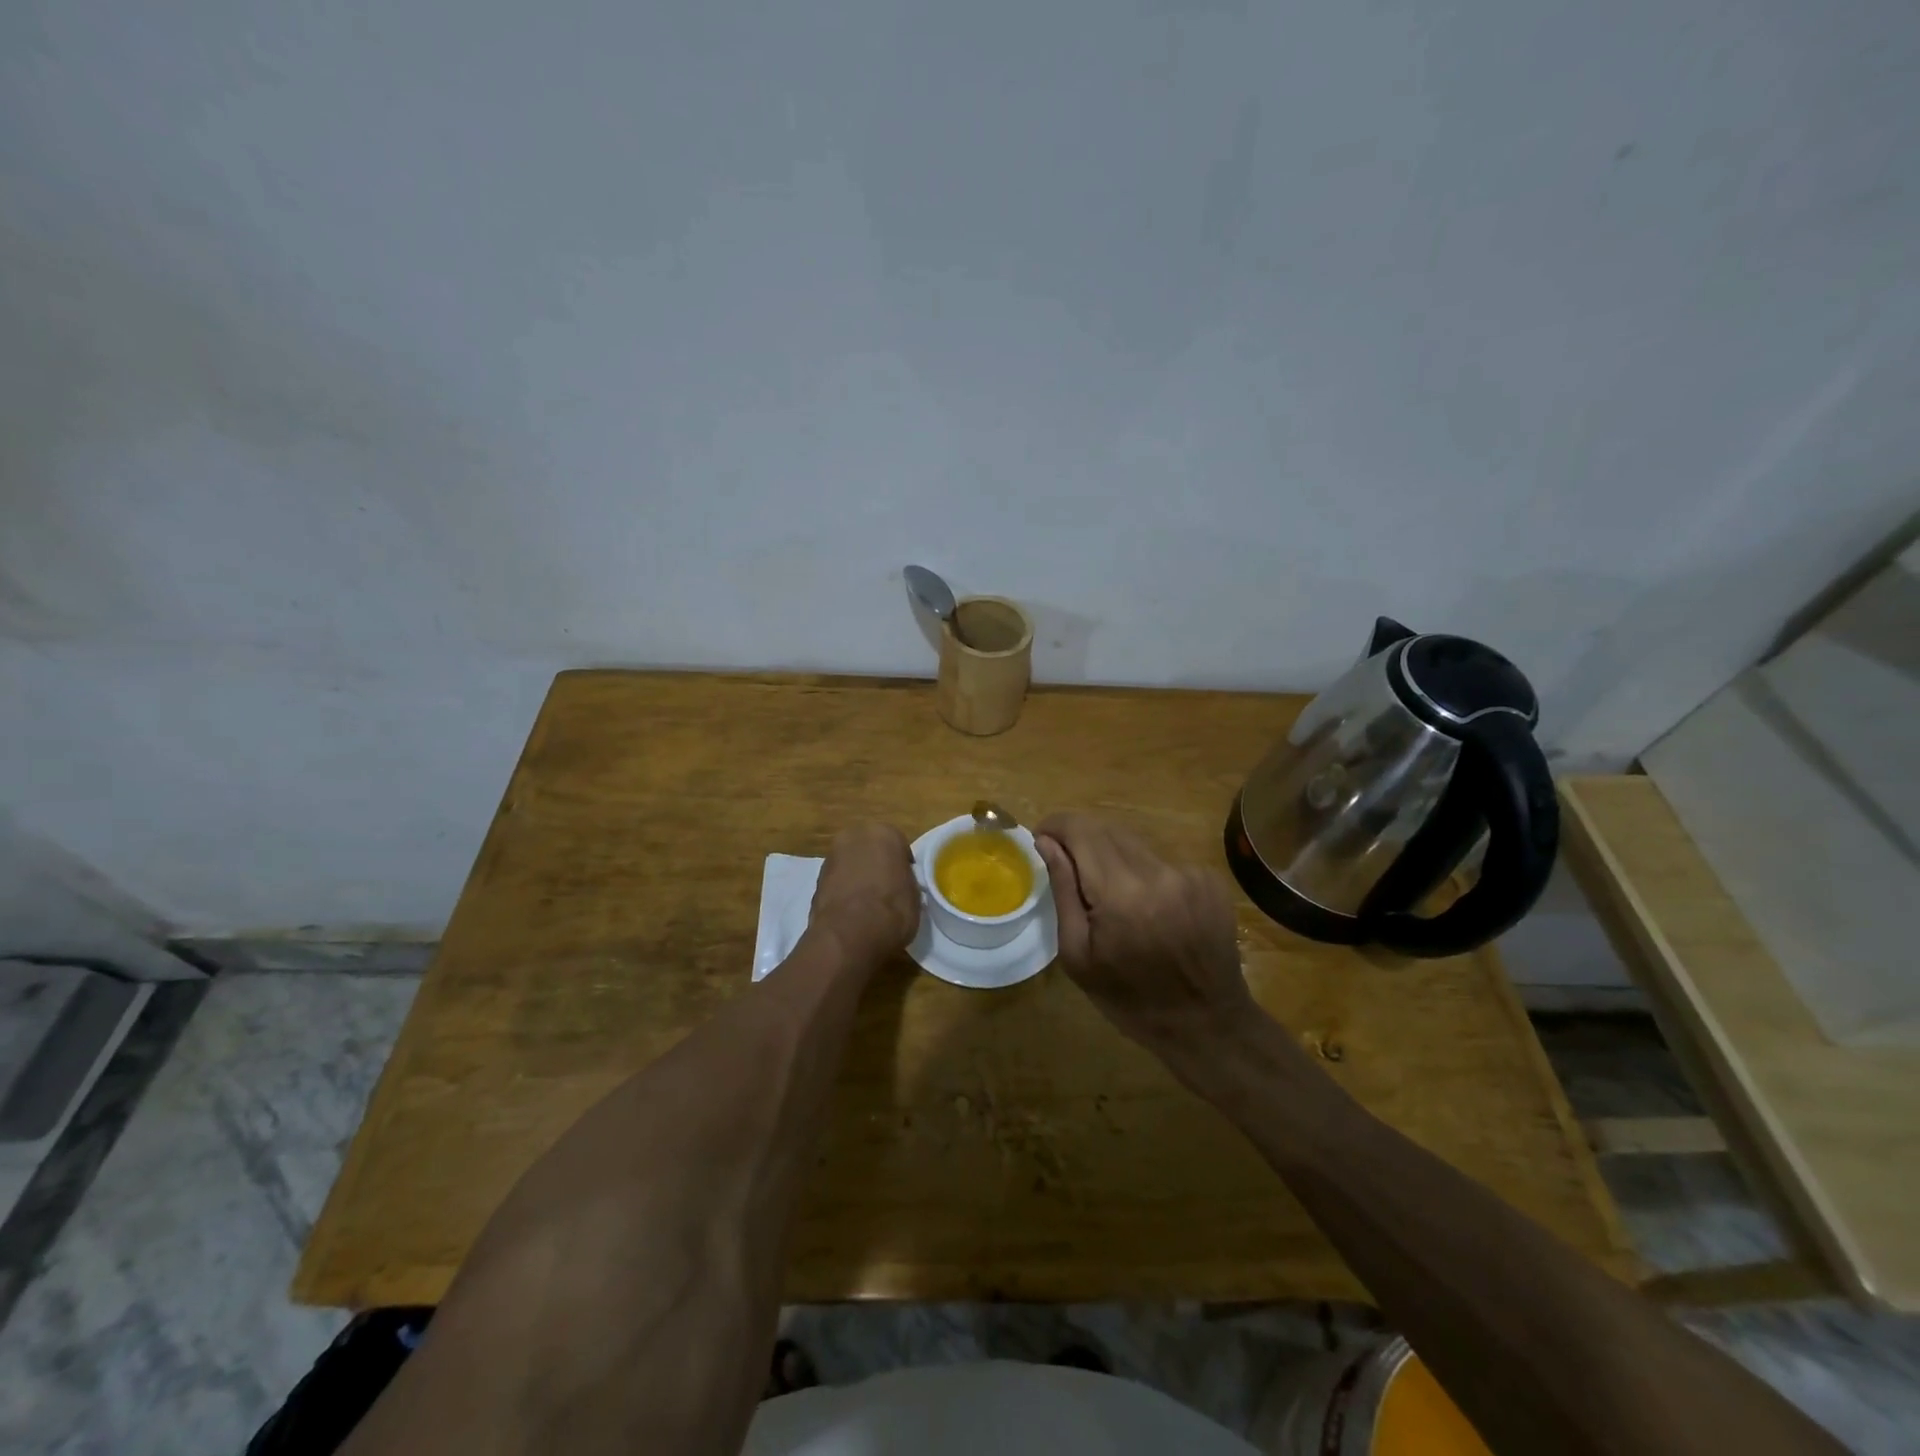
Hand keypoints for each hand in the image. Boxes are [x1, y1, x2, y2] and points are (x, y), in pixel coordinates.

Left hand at [808, 824, 920, 965]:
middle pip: (870, 848)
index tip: (905, 882)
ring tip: (868, 904)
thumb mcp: (914, 894)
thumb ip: (904, 879)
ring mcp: (831, 856)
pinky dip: (843, 891)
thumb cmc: (892, 909)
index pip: (898, 844)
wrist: (849, 934)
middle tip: (886, 888)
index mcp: (883, 833)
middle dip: (876, 864)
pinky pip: (837, 881)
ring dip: (857, 876)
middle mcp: (855, 836)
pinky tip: (852, 911)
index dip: (902, 865)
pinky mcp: (815, 879)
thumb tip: (898, 883)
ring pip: (850, 863)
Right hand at [1035, 812, 1254, 1059]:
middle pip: (1108, 829)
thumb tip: (1046, 842)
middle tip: (1068, 867)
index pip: (1081, 830)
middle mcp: (1158, 872)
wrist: (1206, 1024)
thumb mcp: (1078, 954)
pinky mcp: (1209, 880)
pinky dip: (1143, 873)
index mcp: (1121, 893)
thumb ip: (1063, 889)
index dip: (1057, 825)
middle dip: (1081, 839)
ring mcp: (1189, 873)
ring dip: (1112, 856)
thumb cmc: (1129, 998)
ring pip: (1134, 843)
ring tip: (1109, 897)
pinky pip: (1161, 861)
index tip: (1042, 838)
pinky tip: (1146, 908)